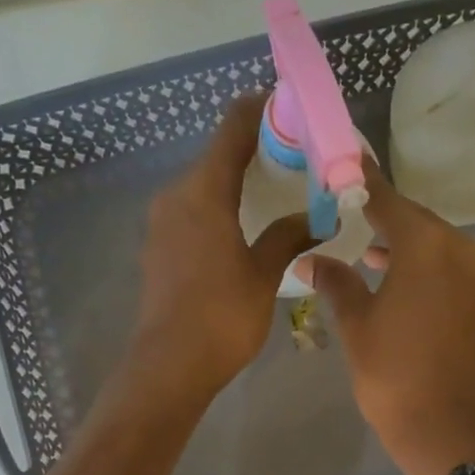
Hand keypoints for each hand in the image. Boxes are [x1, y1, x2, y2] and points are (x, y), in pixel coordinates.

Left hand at [129, 95, 314, 401]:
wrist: (170, 366)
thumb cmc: (222, 317)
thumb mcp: (263, 274)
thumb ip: (287, 237)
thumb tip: (317, 218)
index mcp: (203, 192)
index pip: (233, 128)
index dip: (261, 110)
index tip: (291, 108)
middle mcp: (176, 196)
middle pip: (217, 155)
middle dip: (255, 150)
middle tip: (296, 159)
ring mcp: (161, 223)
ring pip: (203, 186)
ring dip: (236, 182)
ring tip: (275, 193)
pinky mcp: (158, 248)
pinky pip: (192, 212)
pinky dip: (219, 207)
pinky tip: (243, 226)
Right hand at [294, 159, 474, 474]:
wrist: (445, 428)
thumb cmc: (392, 374)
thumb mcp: (357, 325)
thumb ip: (337, 282)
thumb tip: (311, 258)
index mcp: (428, 247)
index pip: (389, 201)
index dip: (363, 183)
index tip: (344, 164)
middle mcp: (461, 252)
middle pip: (417, 221)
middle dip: (384, 217)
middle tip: (349, 211)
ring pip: (436, 247)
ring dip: (404, 245)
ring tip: (369, 252)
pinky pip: (449, 271)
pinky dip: (424, 268)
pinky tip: (398, 282)